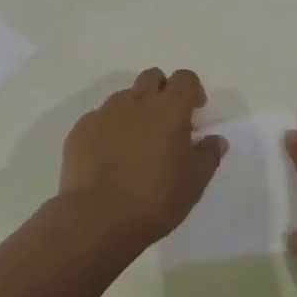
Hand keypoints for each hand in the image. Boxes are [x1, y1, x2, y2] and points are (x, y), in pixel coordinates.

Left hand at [58, 68, 224, 251]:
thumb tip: (216, 139)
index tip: (195, 112)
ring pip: (124, 97)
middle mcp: (136, 101)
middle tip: (166, 123)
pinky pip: (99, 119)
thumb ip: (208, 154)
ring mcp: (104, 113)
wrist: (96, 218)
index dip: (192, 91)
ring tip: (136, 144)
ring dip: (134, 110)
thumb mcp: (194, 182)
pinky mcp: (80, 130)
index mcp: (168, 108)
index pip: (185, 78)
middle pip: (152, 78)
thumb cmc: (154, 198)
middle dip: (162, 92)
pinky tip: (109, 158)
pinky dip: (109, 129)